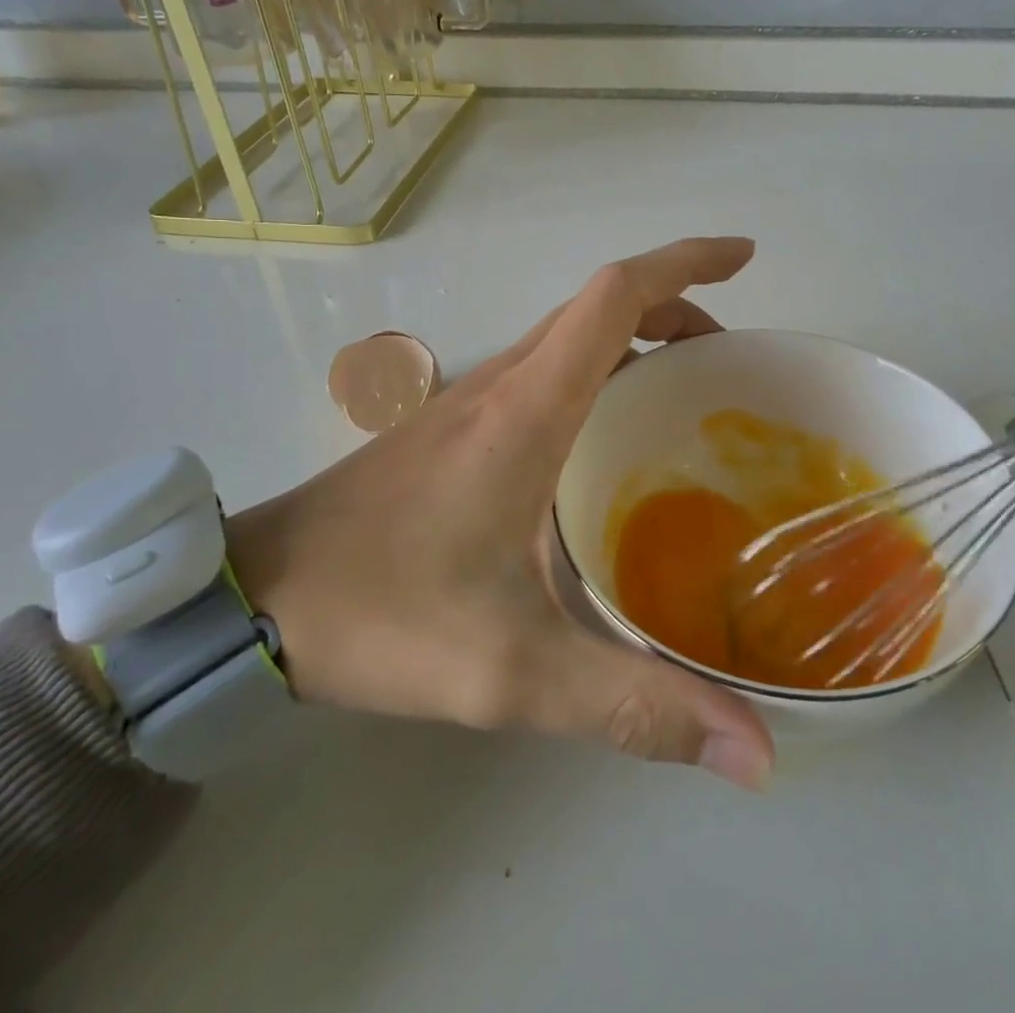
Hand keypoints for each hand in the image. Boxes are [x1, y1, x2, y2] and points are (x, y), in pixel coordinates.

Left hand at [223, 238, 773, 789]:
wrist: (260, 595)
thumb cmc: (385, 614)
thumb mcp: (514, 672)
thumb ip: (633, 707)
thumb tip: (755, 754)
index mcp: (529, 408)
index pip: (615, 298)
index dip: (686, 263)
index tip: (744, 258)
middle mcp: (504, 382)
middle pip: (599, 306)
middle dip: (677, 305)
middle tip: (731, 358)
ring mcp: (472, 398)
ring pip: (569, 335)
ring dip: (635, 336)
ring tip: (688, 390)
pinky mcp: (453, 424)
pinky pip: (543, 369)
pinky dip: (596, 369)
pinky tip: (606, 438)